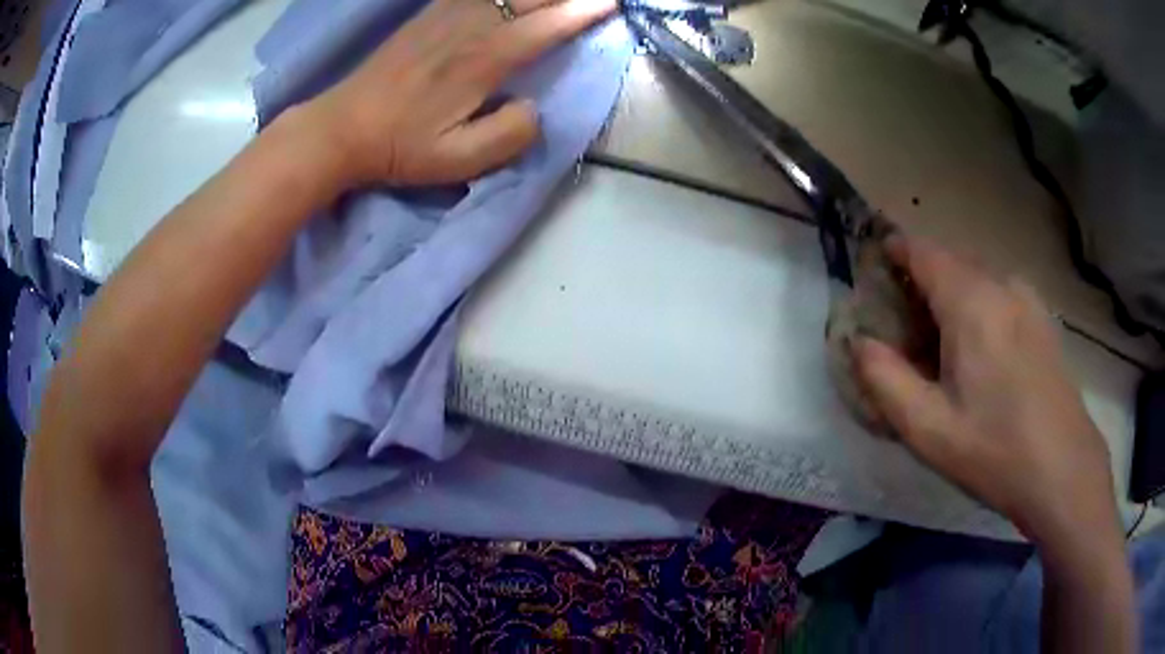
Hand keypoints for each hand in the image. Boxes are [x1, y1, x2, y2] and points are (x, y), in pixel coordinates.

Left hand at [300, 0, 615, 187]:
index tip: (611, 4)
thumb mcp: (458, 161)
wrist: (342, 128)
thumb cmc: (400, 147)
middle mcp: (469, 27)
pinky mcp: (429, 14)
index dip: (582, 12)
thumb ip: (509, 136)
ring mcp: (446, 14)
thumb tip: (535, 108)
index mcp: (482, 60)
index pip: (545, 25)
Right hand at [852, 234, 1120, 545]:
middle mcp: (1001, 286)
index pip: (922, 250)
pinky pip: (1000, 295)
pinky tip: (982, 355)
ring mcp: (1028, 300)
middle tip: (903, 328)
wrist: (1064, 470)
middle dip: (920, 281)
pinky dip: (979, 307)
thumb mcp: (929, 429)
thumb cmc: (995, 451)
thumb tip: (859, 343)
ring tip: (942, 347)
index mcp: (971, 302)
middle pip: (950, 261)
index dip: (893, 251)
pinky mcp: (1043, 320)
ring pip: (977, 278)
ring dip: (951, 296)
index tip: (874, 271)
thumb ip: (885, 380)